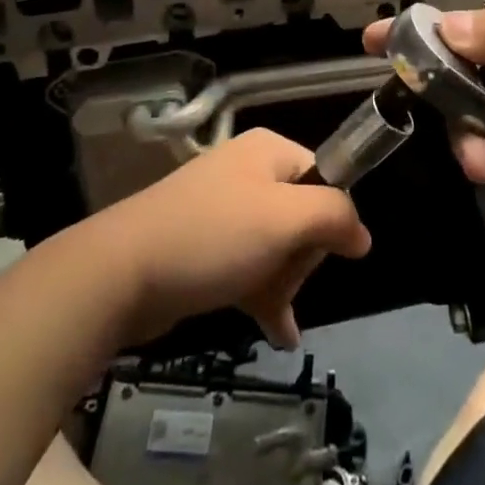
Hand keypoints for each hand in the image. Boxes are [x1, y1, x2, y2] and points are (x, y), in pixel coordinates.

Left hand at [89, 128, 372, 349]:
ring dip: (283, 283)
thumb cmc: (213, 236)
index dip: (328, 219)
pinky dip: (263, 294)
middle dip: (300, 258)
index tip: (318, 254)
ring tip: (275, 318)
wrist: (121, 271)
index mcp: (269, 151)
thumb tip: (362, 235)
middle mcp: (248, 172)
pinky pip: (249, 266)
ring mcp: (224, 209)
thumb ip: (334, 216)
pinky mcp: (205, 246)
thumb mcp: (285, 219)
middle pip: (302, 215)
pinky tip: (278, 333)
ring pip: (276, 247)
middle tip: (280, 281)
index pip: (324, 178)